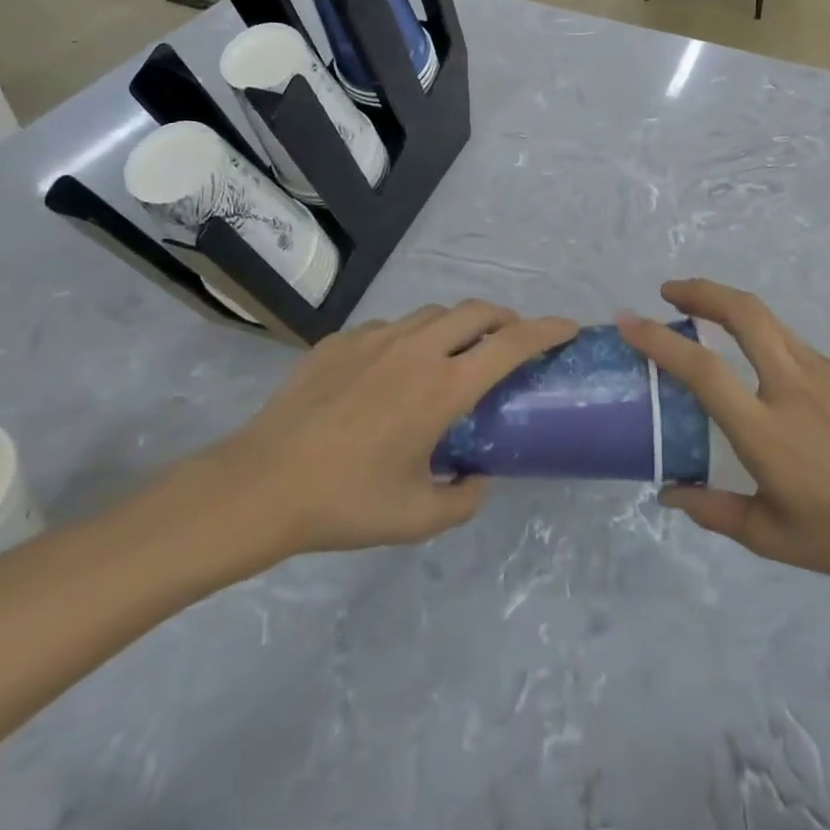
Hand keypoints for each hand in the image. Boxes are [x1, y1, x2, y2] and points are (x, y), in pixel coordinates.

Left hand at [155, 302, 576, 591]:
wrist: (260, 484)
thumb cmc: (346, 502)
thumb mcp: (417, 518)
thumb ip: (463, 499)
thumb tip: (479, 478)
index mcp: (443, 386)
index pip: (512, 343)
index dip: (547, 330)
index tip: (569, 327)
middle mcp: (417, 349)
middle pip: (478, 311)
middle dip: (506, 318)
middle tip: (511, 342)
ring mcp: (375, 338)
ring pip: (434, 313)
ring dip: (458, 325)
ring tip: (455, 354)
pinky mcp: (341, 340)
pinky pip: (390, 327)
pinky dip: (411, 338)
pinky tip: (393, 372)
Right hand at [618, 280, 829, 598]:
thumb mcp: (770, 537)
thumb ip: (713, 510)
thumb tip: (669, 492)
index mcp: (765, 431)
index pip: (702, 369)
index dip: (660, 339)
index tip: (630, 320)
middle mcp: (793, 388)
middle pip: (744, 313)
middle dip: (702, 290)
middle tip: (670, 291)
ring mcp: (826, 375)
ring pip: (770, 322)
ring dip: (731, 308)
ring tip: (705, 314)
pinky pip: (796, 347)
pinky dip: (766, 340)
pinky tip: (764, 368)